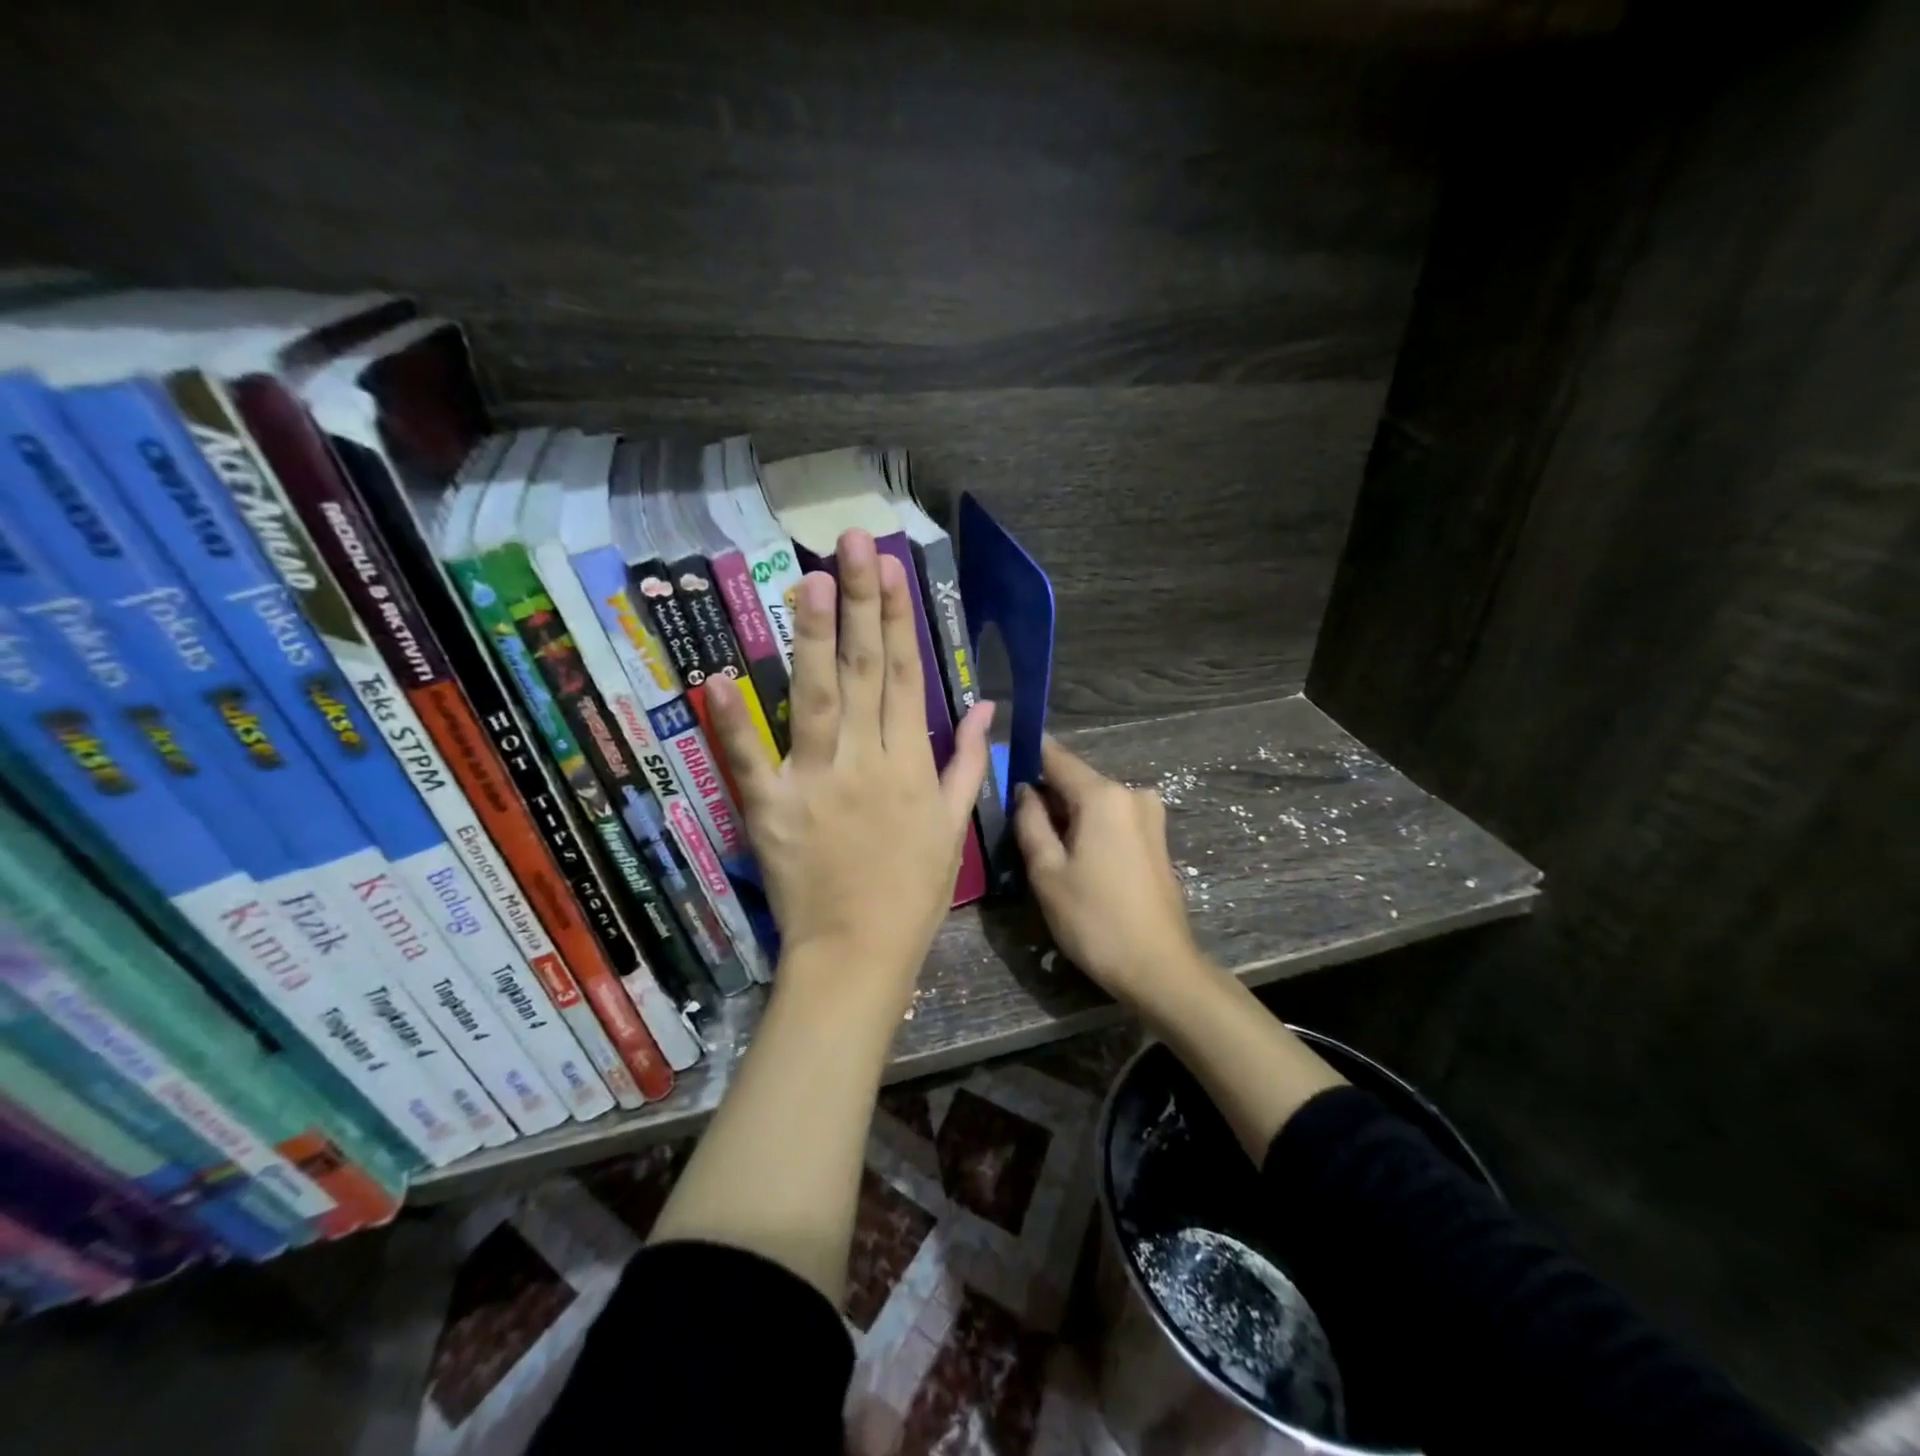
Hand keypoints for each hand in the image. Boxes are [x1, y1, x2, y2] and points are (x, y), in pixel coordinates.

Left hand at [707, 528, 991, 1025]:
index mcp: (912, 763)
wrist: (859, 951)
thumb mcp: (953, 826)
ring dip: (815, 638)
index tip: (894, 569)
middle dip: (861, 603)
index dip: (902, 619)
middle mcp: (867, 759)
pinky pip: (750, 760)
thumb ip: (969, 763)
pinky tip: (716, 677)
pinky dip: (733, 721)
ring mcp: (817, 781)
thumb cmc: (912, 891)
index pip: (909, 676)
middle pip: (867, 671)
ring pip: (818, 698)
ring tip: (810, 582)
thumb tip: (989, 709)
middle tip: (851, 543)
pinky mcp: (772, 808)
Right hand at [1013, 738, 1216, 1026]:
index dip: (1026, 756)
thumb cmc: (1094, 919)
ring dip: (1067, 815)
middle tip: (1015, 823)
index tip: (1001, 766)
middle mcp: (1132, 793)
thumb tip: (1024, 790)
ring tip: (1041, 849)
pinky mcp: (1156, 838)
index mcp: (1103, 795)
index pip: (1056, 757)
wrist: (1158, 967)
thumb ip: (1030, 821)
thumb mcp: (1046, 871)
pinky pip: (1112, 819)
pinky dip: (1089, 829)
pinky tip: (1074, 860)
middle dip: (1046, 795)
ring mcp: (1150, 815)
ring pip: (1094, 802)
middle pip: (1076, 780)